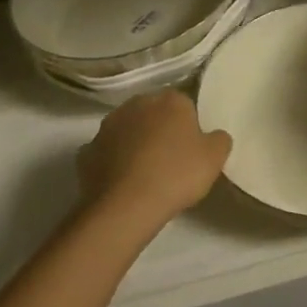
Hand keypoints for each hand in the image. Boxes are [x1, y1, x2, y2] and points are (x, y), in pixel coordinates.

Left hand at [77, 91, 232, 229]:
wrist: (125, 207)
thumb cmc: (176, 175)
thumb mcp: (215, 158)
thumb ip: (219, 139)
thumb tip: (214, 136)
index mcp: (170, 100)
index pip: (184, 104)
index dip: (189, 125)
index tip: (192, 147)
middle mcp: (136, 104)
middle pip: (153, 113)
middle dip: (160, 129)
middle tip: (170, 159)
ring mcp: (107, 126)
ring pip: (127, 130)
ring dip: (134, 143)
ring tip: (144, 173)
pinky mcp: (86, 152)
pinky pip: (106, 153)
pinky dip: (112, 163)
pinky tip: (122, 183)